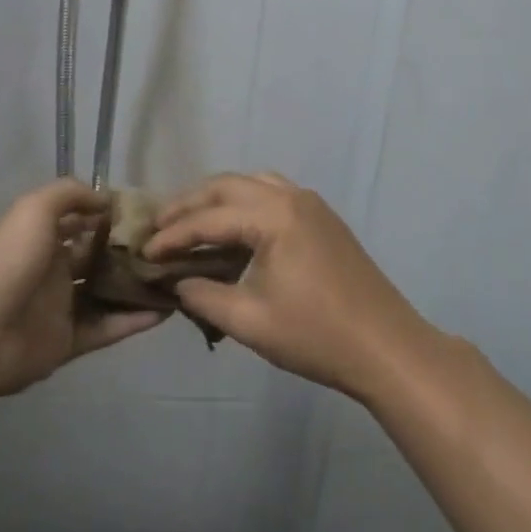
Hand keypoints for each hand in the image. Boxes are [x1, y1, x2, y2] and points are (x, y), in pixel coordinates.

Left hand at [0, 178, 165, 398]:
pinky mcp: (70, 340)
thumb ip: (70, 195)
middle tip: (170, 247)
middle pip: (99, 257)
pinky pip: (108, 328)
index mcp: (43, 238)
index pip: (83, 221)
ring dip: (137, 286)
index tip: (149, 213)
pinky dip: (134, 321)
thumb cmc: (10, 263)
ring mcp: (62, 306)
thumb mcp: (34, 209)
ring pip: (108, 293)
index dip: (112, 215)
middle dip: (130, 251)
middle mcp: (54, 269)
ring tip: (176, 278)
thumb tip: (106, 199)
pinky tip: (166, 311)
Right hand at [145, 173, 427, 397]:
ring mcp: (311, 204)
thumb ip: (202, 296)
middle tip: (158, 226)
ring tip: (191, 222)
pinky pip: (273, 194)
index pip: (208, 218)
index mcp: (273, 216)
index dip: (171, 236)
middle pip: (226, 186)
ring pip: (251, 184)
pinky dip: (244, 203)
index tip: (144, 252)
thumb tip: (176, 282)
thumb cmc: (316, 335)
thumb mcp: (248, 321)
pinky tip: (233, 229)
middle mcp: (291, 197)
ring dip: (217, 198)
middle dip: (188, 204)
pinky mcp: (323, 219)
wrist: (387, 348)